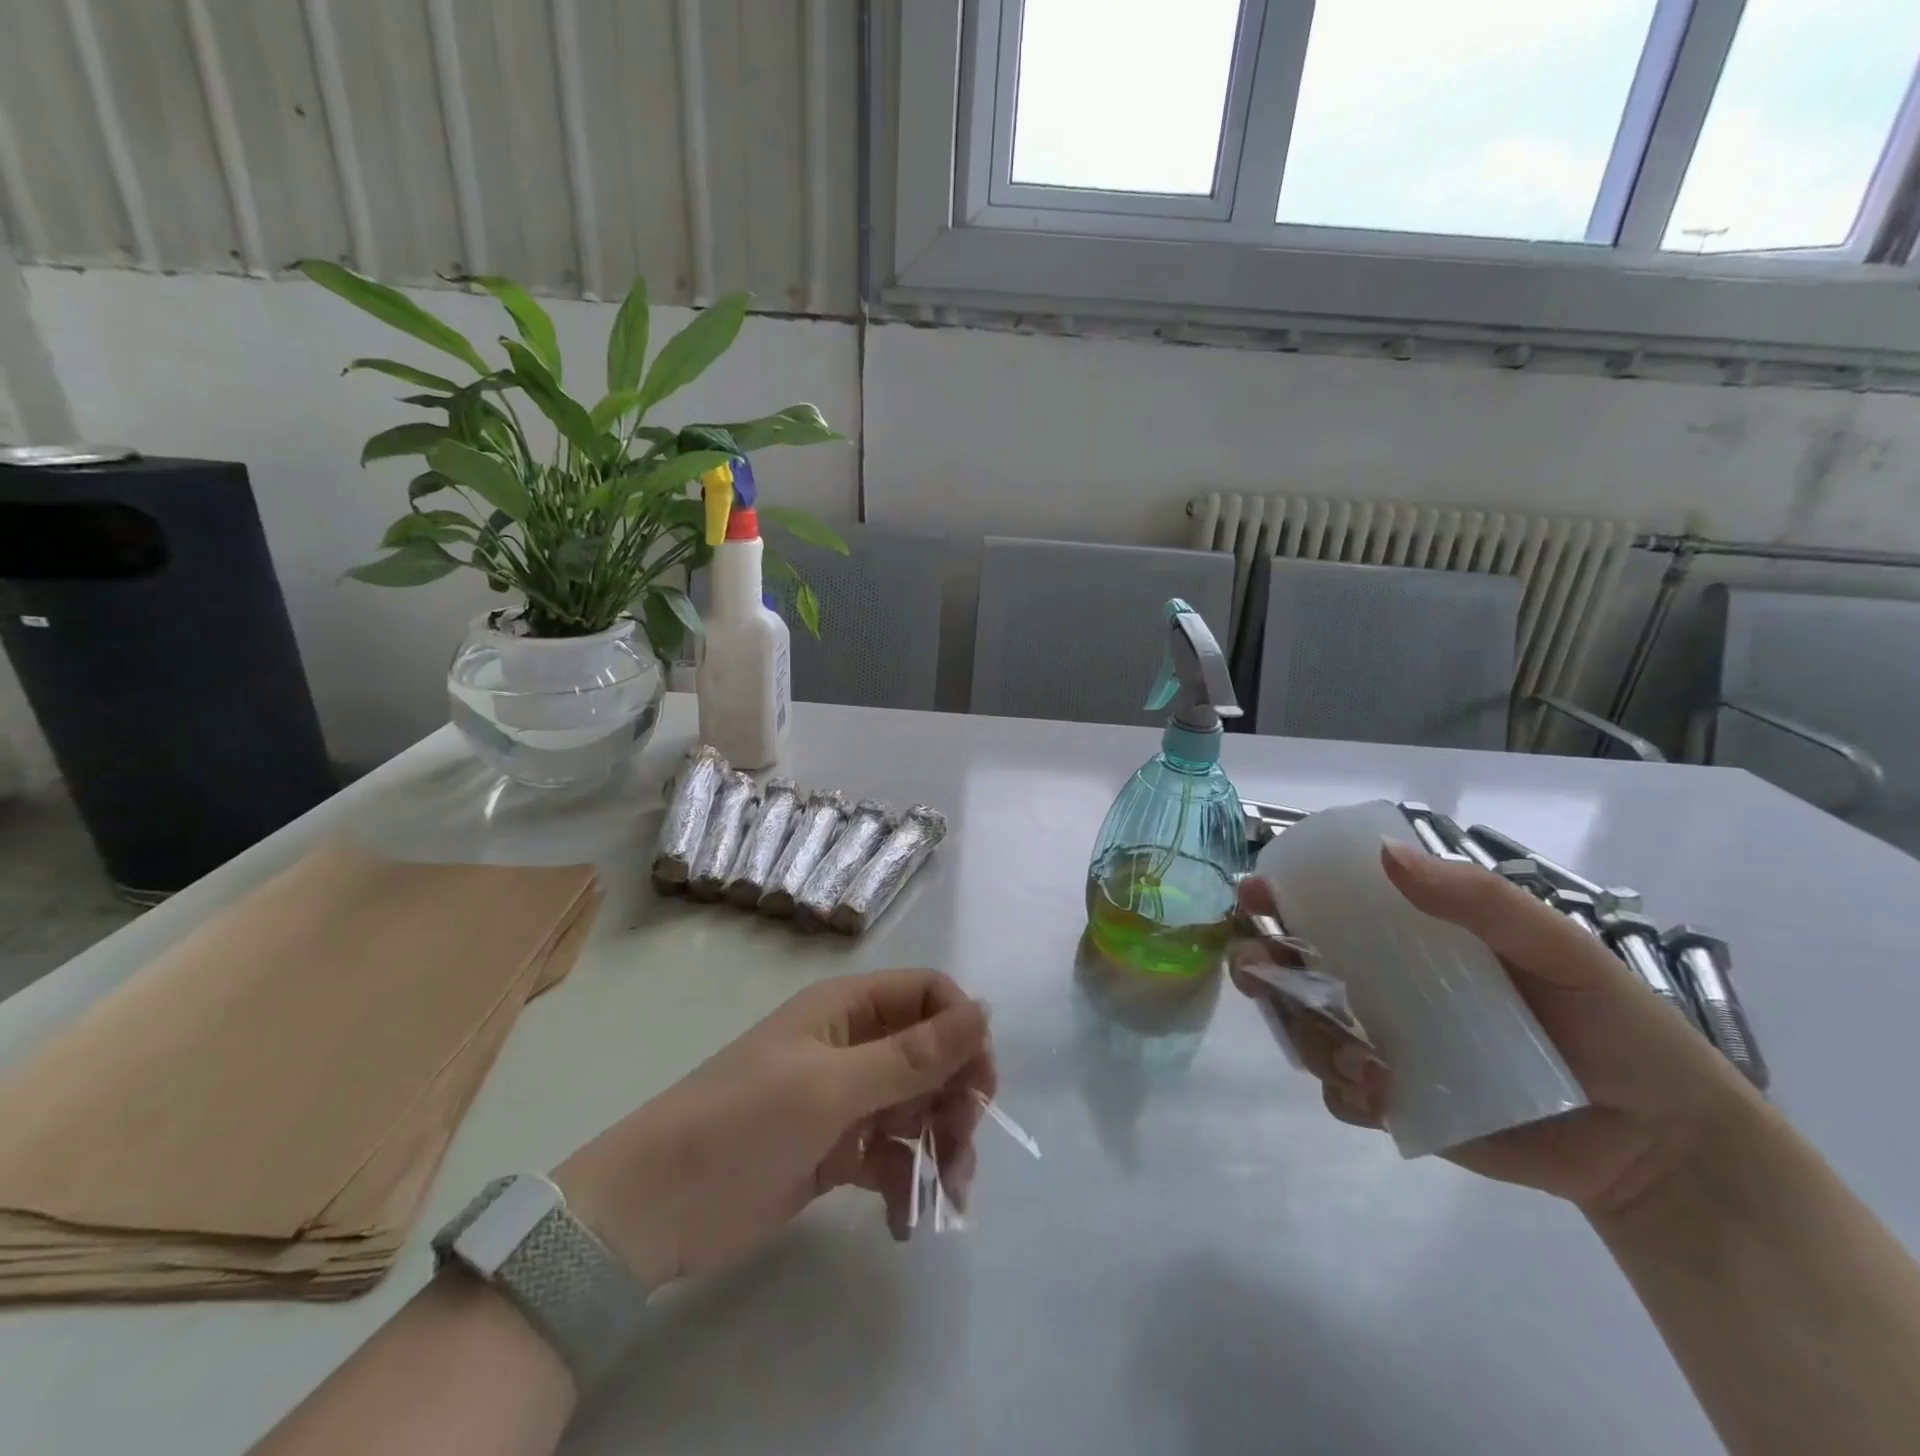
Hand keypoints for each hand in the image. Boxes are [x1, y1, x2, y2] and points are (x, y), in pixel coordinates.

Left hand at [553, 969, 992, 1286]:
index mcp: (846, 1008)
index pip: (926, 994)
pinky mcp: (835, 1151)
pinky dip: (905, 1183)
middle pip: (929, 1054)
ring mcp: (843, 1099)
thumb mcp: (833, 1086)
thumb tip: (983, 1010)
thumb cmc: (743, 1123)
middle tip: (961, 1147)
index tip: (980, 1081)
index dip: (960, 1028)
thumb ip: (912, 1055)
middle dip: (954, 1098)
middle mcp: (850, 1044)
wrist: (654, 1209)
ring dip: (939, 1147)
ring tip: (946, 1196)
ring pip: (916, 1108)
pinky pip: (890, 1157)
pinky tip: (905, 1223)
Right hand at [1231, 842, 1763, 1215]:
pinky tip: (1383, 1092)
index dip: (1279, 897)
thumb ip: (1479, 900)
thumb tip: (1386, 855)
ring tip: (1359, 1059)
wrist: (1660, 1145)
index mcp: (1411, 941)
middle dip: (1259, 966)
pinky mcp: (1395, 1102)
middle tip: (1258, 971)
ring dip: (1306, 1035)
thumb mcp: (1558, 947)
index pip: (1326, 908)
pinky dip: (1345, 1090)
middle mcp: (1382, 987)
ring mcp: (1383, 1044)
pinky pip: (1339, 1092)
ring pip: (1305, 1029)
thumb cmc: (1613, 1026)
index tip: (1253, 896)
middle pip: (1293, 967)